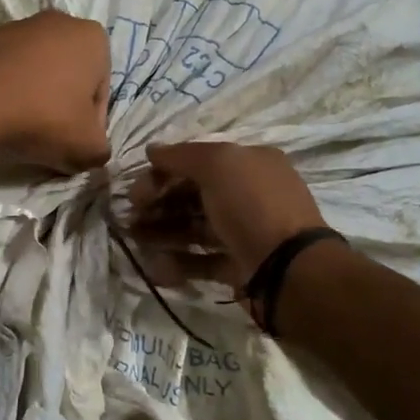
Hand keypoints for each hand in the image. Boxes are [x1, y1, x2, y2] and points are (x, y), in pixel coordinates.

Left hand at [0, 12, 111, 172]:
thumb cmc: (41, 117)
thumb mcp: (86, 147)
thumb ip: (100, 150)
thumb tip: (92, 151)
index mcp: (93, 38)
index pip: (100, 95)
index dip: (89, 128)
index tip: (72, 146)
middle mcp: (60, 21)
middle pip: (70, 81)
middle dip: (62, 110)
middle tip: (49, 141)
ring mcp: (19, 26)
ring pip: (38, 75)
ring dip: (34, 101)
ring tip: (19, 130)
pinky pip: (7, 73)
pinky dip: (8, 93)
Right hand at [128, 141, 326, 286]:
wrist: (287, 269)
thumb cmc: (252, 206)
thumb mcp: (218, 165)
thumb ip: (181, 156)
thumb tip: (152, 150)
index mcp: (250, 164)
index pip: (198, 162)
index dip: (163, 172)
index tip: (136, 190)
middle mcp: (249, 195)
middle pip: (193, 195)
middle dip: (159, 204)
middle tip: (131, 217)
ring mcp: (243, 233)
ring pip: (194, 228)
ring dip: (162, 233)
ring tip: (136, 241)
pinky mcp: (238, 266)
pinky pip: (202, 261)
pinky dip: (178, 262)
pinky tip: (156, 267)